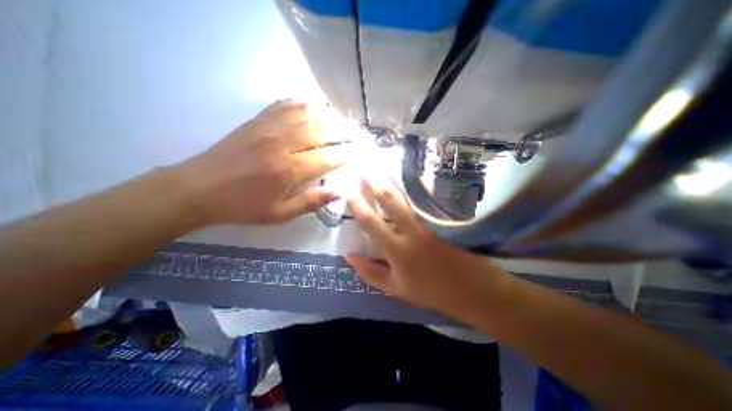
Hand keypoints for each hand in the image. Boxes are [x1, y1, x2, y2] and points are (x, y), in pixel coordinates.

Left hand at [174, 99, 350, 226]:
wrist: (200, 188)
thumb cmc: (243, 206)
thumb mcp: (279, 214)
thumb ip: (311, 202)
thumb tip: (339, 192)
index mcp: (287, 170)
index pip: (327, 157)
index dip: (346, 154)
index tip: (359, 152)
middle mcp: (282, 143)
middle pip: (322, 130)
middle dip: (344, 132)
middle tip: (357, 136)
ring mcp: (268, 127)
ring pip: (308, 113)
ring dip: (329, 117)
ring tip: (341, 123)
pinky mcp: (258, 120)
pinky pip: (286, 104)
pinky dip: (305, 104)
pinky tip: (314, 108)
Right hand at [345, 178, 509, 316]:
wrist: (470, 288)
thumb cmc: (429, 290)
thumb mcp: (395, 288)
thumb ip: (369, 272)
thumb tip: (348, 254)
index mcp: (396, 250)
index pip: (371, 222)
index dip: (358, 206)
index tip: (349, 193)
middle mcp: (411, 231)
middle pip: (390, 201)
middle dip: (375, 184)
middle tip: (363, 171)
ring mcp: (428, 222)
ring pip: (406, 197)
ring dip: (392, 182)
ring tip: (381, 169)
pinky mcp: (440, 219)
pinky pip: (421, 200)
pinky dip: (411, 189)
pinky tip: (406, 180)